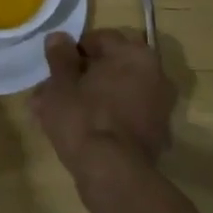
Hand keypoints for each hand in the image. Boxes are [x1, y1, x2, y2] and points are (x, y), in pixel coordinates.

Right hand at [32, 28, 175, 173]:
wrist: (113, 174)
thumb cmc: (83, 117)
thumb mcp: (60, 83)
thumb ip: (60, 57)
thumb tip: (59, 37)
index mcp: (134, 54)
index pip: (100, 39)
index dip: (73, 51)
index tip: (55, 68)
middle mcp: (155, 75)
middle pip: (110, 67)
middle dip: (82, 76)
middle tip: (53, 91)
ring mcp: (159, 107)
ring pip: (116, 92)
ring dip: (91, 98)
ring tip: (58, 114)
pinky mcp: (156, 136)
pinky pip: (125, 115)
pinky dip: (106, 118)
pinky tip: (79, 131)